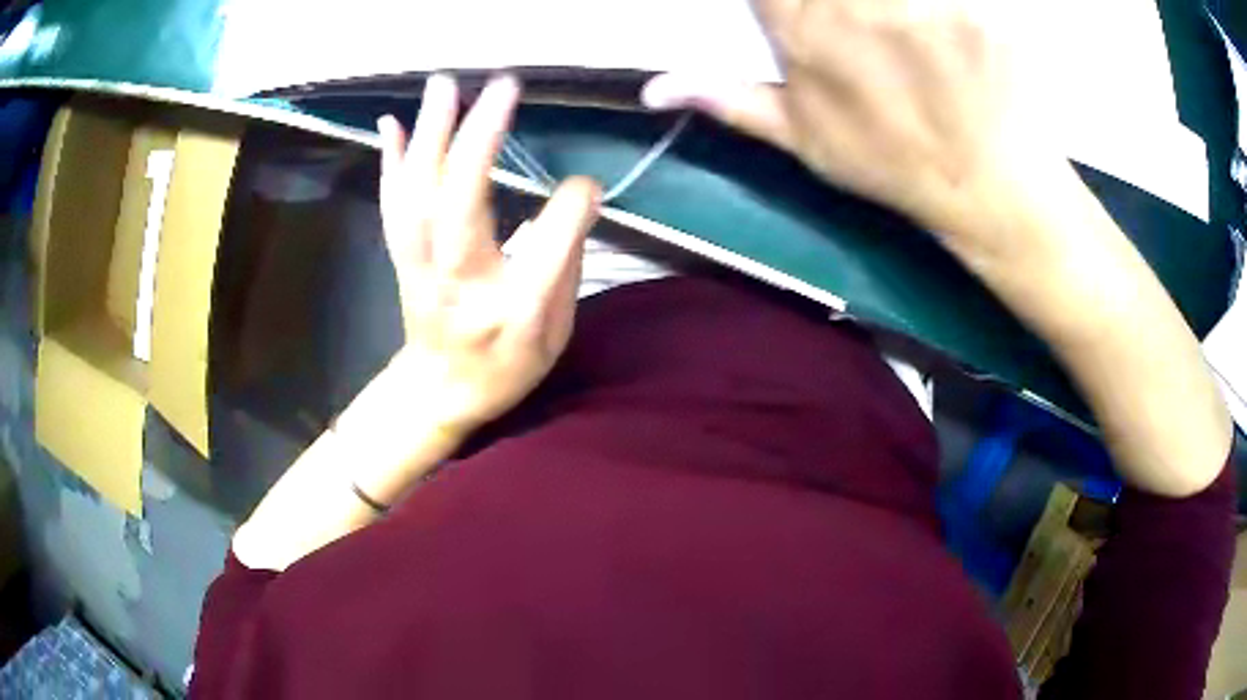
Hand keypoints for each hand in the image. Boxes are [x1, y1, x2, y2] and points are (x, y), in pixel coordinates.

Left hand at [377, 74, 600, 439]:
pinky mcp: (401, 257)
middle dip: (481, 138)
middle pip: (462, 204)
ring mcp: (421, 268)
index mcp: (512, 311)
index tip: (588, 187)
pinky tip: (390, 123)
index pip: (550, 245)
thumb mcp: (554, 332)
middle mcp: (460, 283)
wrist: (439, 393)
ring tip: (445, 85)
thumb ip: (565, 264)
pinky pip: (392, 205)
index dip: (574, 206)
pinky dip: (389, 161)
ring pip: (419, 196)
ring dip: (431, 135)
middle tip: (501, 84)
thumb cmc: (505, 366)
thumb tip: (576, 200)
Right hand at [643, 0, 1051, 240]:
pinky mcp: (979, 8)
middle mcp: (855, 8)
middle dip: (850, 7)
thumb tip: (656, 89)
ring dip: (898, 9)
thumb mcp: (808, 141)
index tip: (806, 9)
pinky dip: (958, 8)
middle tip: (871, 31)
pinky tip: (950, 33)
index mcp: (804, 34)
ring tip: (909, 36)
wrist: (991, 187)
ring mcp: (922, 5)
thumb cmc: (898, 164)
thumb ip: (733, 101)